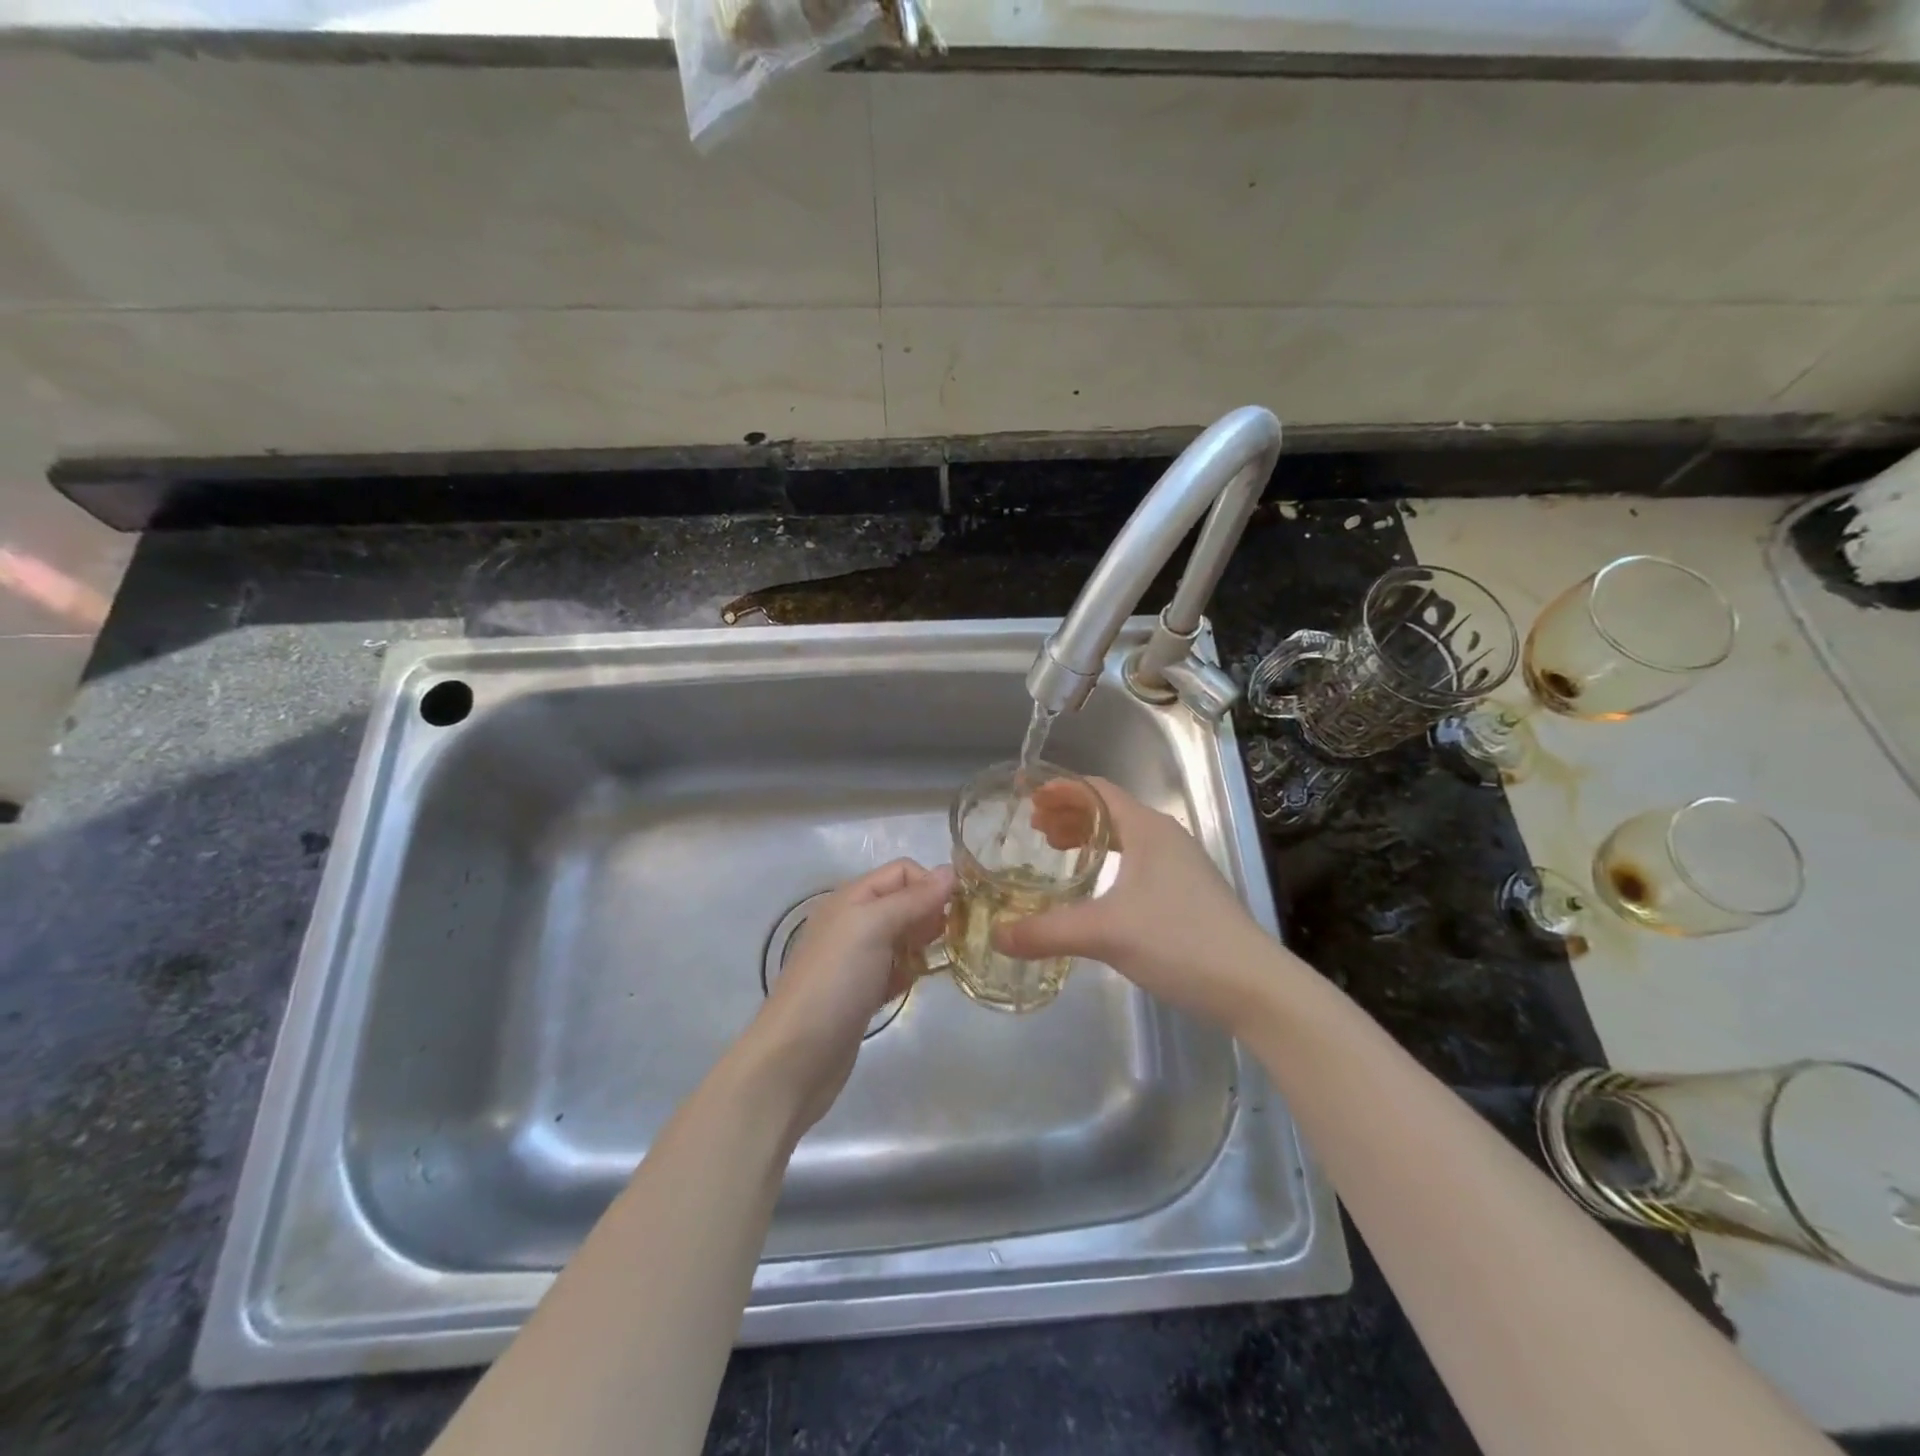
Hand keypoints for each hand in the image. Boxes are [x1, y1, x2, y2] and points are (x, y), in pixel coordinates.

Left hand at [747, 858, 953, 1132]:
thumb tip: (951, 871)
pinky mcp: (862, 992)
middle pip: (905, 902)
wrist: (796, 1057)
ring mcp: (857, 959)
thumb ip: (912, 899)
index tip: (959, 909)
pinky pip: (896, 969)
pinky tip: (916, 985)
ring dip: (925, 944)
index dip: (932, 883)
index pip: (902, 871)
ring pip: (904, 937)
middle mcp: (854, 922)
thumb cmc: (835, 981)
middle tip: (954, 938)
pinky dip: (910, 972)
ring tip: (940, 962)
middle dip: (932, 913)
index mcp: (852, 897)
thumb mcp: (872, 927)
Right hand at [992, 778, 1281, 1032]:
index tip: (1027, 798)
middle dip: (1069, 814)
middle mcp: (1165, 837)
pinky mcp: (1187, 892)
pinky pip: (1136, 861)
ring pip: (1124, 837)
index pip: (1097, 790)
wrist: (1253, 986)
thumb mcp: (1106, 933)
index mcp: (1147, 829)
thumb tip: (997, 935)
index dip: (1060, 789)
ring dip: (1088, 837)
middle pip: (1109, 810)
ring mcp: (1180, 865)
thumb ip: (1047, 932)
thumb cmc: (1179, 941)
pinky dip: (1107, 861)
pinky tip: (1094, 888)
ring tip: (1055, 850)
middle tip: (1033, 828)